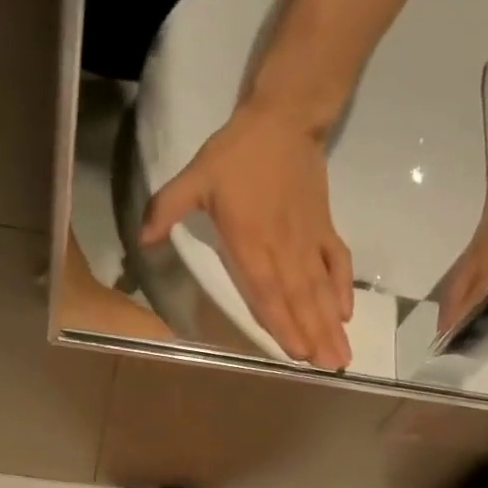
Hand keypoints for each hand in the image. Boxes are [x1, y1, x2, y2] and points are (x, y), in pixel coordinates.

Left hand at [141, 102, 353, 369]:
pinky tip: (345, 313)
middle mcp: (283, 249)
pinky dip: (342, 287)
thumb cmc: (236, 154)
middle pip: (300, 299)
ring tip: (341, 354)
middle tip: (329, 367)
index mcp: (251, 242)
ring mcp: (308, 240)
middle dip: (314, 335)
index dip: (282, 323)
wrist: (283, 119)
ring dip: (330, 323)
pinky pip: (337, 263)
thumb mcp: (194, 177)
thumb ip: (168, 209)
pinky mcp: (324, 228)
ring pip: (320, 288)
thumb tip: (142, 242)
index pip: (267, 292)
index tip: (296, 352)